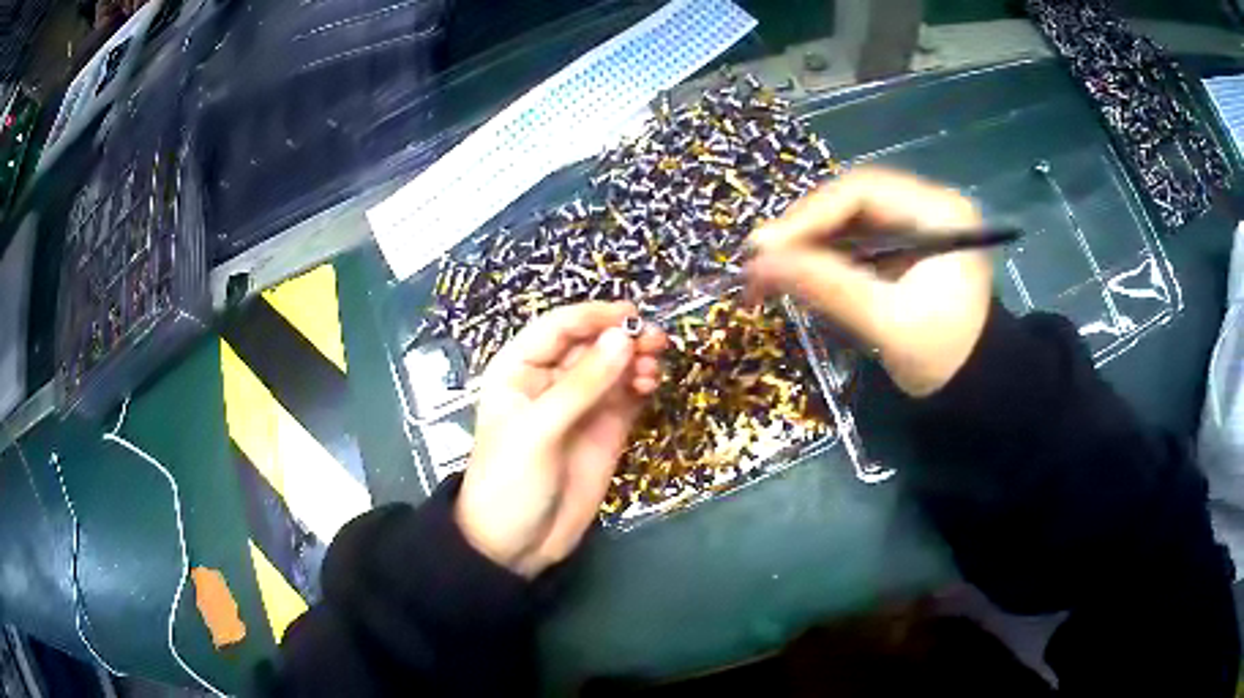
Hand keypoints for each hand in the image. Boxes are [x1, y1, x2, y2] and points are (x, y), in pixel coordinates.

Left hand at [455, 302, 665, 577]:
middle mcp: (551, 380)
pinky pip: (626, 395)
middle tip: (655, 340)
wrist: (517, 544)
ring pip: (613, 367)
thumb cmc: (511, 480)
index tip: (631, 313)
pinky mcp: (605, 429)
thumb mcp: (539, 430)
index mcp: (519, 369)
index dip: (593, 315)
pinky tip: (652, 384)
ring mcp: (581, 405)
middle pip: (591, 343)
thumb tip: (624, 338)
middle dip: (622, 337)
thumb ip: (582, 385)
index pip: (558, 327)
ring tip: (654, 367)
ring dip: (636, 359)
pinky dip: (641, 385)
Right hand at [747, 168, 991, 396]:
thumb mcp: (888, 324)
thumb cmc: (945, 358)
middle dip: (805, 228)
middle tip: (761, 258)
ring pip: (850, 217)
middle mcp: (929, 204)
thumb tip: (758, 264)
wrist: (976, 388)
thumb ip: (828, 288)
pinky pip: (857, 237)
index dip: (809, 214)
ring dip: (810, 241)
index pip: (863, 191)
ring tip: (770, 268)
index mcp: (941, 212)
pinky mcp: (907, 243)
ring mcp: (918, 222)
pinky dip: (826, 254)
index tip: (764, 247)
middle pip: (853, 200)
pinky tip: (798, 271)